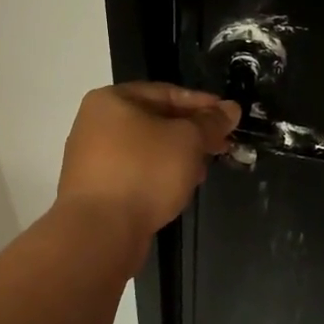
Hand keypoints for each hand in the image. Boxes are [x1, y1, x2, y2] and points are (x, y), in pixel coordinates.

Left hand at [57, 83, 239, 246]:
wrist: (100, 231)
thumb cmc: (145, 171)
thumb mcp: (188, 140)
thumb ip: (211, 122)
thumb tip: (231, 108)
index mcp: (112, 100)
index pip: (166, 92)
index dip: (202, 103)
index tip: (229, 117)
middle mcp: (96, 124)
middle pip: (155, 120)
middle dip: (192, 133)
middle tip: (222, 145)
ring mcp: (92, 158)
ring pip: (146, 149)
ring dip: (178, 156)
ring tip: (204, 169)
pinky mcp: (96, 189)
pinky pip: (135, 172)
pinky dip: (159, 175)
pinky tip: (180, 188)